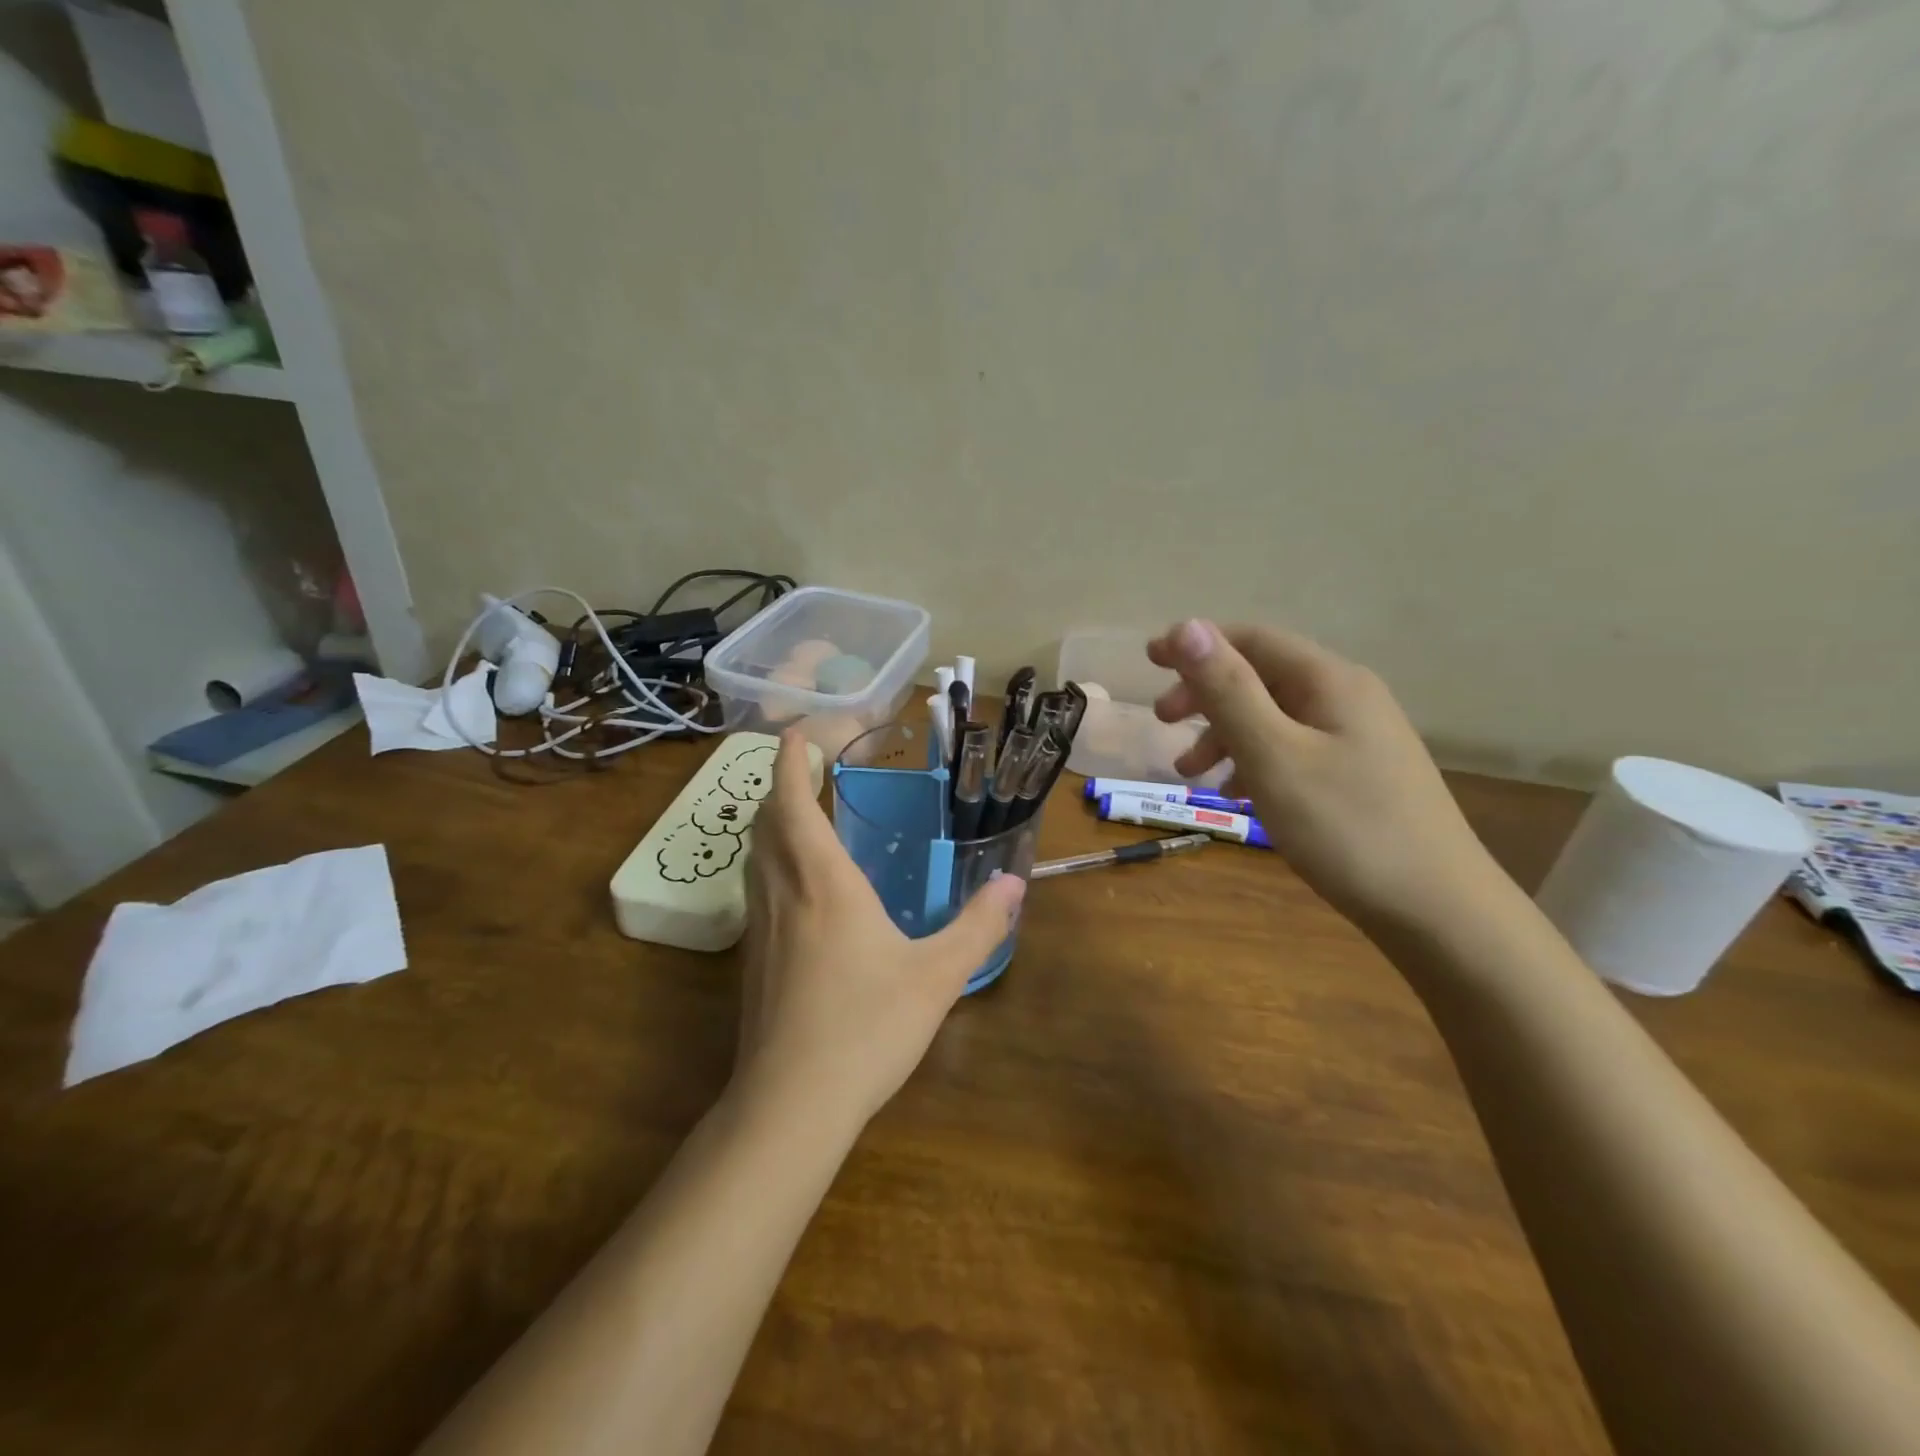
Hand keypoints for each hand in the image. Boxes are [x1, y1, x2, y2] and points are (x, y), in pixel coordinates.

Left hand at [736, 730, 1026, 1130]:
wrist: (789, 1104)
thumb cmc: (865, 1028)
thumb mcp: (936, 976)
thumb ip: (977, 926)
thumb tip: (1013, 884)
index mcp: (822, 881)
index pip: (794, 800)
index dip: (791, 760)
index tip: (798, 732)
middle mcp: (782, 892)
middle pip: (766, 820)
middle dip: (782, 784)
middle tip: (809, 767)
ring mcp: (758, 926)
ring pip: (755, 854)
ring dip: (772, 822)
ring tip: (801, 814)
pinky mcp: (751, 958)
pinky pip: (755, 887)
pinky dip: (770, 861)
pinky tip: (798, 887)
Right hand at [1147, 620, 1503, 933]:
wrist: (1438, 910)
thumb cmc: (1346, 827)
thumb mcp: (1273, 755)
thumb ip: (1228, 690)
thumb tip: (1187, 626)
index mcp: (1328, 681)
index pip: (1252, 639)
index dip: (1196, 644)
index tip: (1149, 661)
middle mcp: (1347, 698)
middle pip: (1261, 677)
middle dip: (1205, 694)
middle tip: (1163, 723)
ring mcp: (1358, 738)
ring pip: (1274, 718)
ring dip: (1224, 734)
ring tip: (1189, 773)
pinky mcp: (1360, 775)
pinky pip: (1293, 750)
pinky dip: (1254, 762)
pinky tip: (1237, 795)